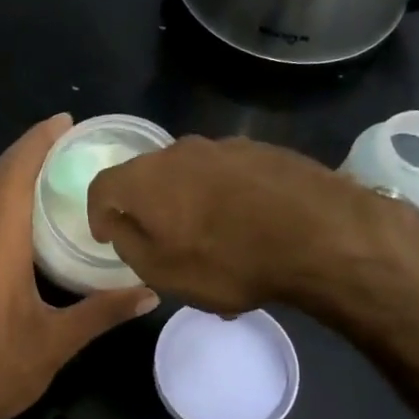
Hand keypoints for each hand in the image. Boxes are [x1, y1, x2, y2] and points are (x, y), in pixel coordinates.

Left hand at [0, 115, 158, 418]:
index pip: (14, 179)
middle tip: (63, 137)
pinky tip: (22, 215)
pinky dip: (1, 201)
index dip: (36, 144)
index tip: (62, 122)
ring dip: (11, 174)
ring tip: (48, 166)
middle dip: (26, 151)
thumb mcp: (57, 343)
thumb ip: (104, 312)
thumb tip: (151, 293)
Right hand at [87, 134, 418, 318]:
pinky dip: (225, 198)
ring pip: (191, 175)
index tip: (107, 236)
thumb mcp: (163, 271)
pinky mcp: (264, 151)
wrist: (320, 233)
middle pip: (148, 176)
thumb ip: (129, 243)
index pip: (103, 186)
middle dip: (147, 207)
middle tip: (160, 241)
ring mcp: (225, 146)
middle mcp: (179, 151)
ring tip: (211, 240)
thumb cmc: (228, 260)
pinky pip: (228, 176)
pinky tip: (248, 228)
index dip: (98, 212)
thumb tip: (119, 223)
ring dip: (189, 202)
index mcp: (145, 178)